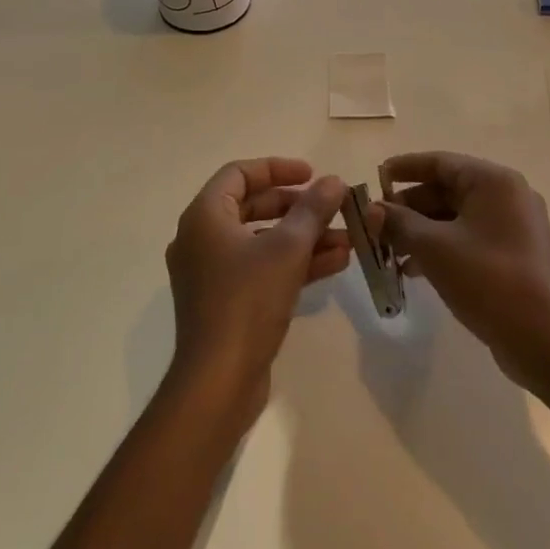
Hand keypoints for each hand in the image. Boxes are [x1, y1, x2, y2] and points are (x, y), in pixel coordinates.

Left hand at [164, 158, 349, 419]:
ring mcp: (212, 273)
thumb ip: (312, 210)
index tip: (313, 174)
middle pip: (253, 206)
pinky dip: (294, 263)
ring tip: (347, 238)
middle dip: (298, 206)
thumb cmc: (248, 300)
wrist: (218, 380)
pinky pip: (262, 269)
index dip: (278, 168)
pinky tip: (336, 263)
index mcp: (205, 216)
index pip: (239, 174)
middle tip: (331, 206)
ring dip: (304, 237)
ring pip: (263, 240)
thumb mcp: (287, 248)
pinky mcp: (226, 302)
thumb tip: (334, 181)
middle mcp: (202, 239)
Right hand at [376, 152, 549, 393]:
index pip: (440, 162)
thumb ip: (399, 222)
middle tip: (375, 226)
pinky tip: (413, 270)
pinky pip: (468, 238)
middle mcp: (507, 195)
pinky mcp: (512, 254)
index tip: (374, 181)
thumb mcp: (434, 247)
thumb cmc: (487, 279)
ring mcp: (513, 226)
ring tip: (388, 252)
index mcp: (493, 181)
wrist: (542, 338)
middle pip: (447, 189)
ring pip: (456, 217)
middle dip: (408, 207)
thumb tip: (372, 211)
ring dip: (420, 231)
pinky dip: (441, 247)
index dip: (404, 169)